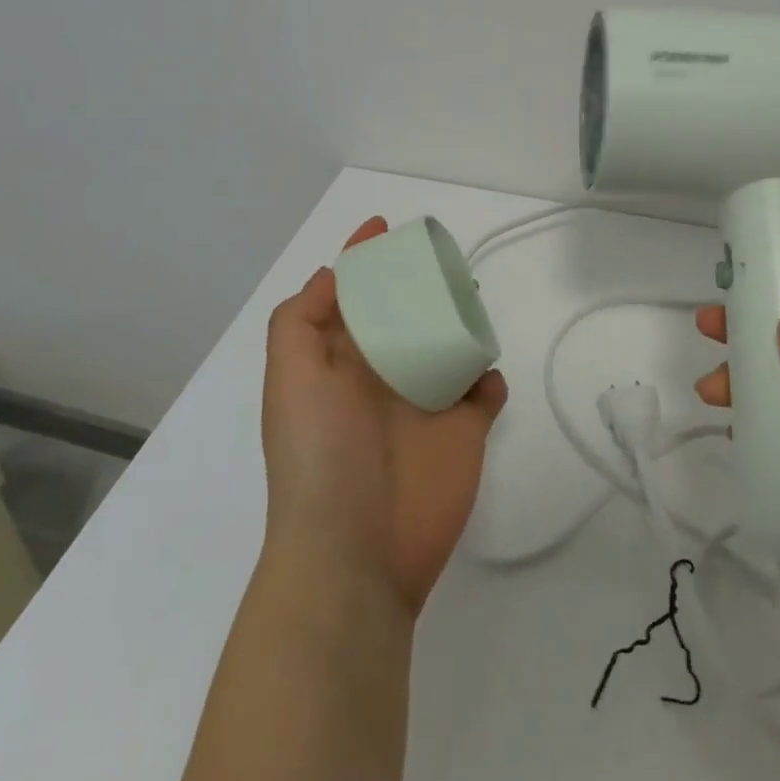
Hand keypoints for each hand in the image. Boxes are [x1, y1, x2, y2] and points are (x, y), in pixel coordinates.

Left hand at [261, 217, 508, 616]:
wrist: (356, 552)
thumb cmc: (321, 455)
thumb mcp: (291, 378)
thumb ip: (301, 320)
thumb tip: (332, 275)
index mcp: (340, 362)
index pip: (353, 298)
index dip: (363, 260)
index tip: (384, 227)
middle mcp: (382, 375)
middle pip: (406, 314)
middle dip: (420, 285)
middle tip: (442, 261)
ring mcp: (426, 404)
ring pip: (448, 346)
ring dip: (460, 322)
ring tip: (472, 301)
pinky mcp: (464, 433)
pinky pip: (483, 394)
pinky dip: (488, 378)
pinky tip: (486, 374)